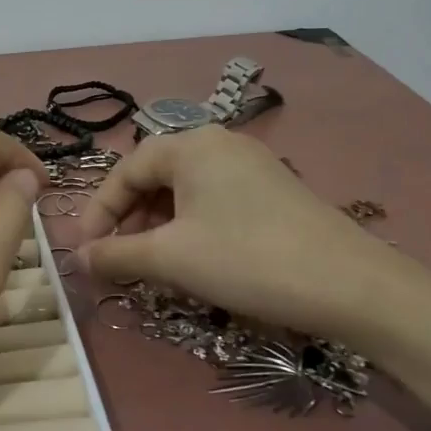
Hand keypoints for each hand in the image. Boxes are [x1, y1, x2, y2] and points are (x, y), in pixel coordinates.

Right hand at [75, 128, 430, 422]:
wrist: (352, 286)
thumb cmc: (248, 259)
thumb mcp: (172, 258)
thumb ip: (117, 255)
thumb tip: (78, 259)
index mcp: (192, 145)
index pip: (126, 169)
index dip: (99, 210)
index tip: (86, 250)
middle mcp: (220, 144)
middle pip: (155, 176)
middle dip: (128, 218)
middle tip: (117, 258)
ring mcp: (251, 166)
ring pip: (184, 191)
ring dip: (158, 225)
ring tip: (151, 263)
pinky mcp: (273, 191)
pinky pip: (213, 201)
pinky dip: (190, 226)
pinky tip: (193, 259)